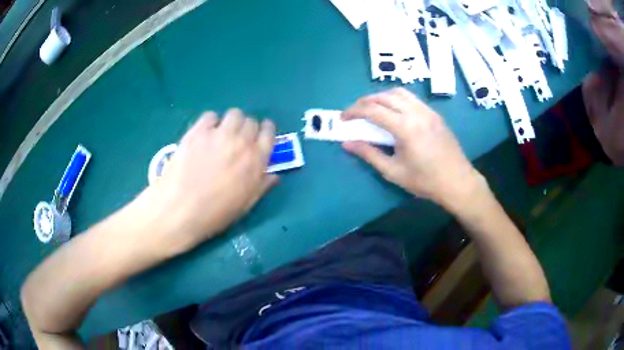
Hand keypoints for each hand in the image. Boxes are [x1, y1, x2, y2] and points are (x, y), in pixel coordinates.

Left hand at [139, 109, 277, 252]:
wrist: (180, 209)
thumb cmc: (215, 213)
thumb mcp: (245, 205)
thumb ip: (262, 186)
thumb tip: (274, 175)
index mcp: (256, 161)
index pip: (269, 133)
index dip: (266, 130)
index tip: (261, 133)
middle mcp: (241, 142)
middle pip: (251, 121)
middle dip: (248, 128)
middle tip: (238, 139)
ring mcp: (219, 134)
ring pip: (234, 114)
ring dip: (232, 121)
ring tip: (222, 133)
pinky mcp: (198, 131)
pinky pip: (210, 115)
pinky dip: (211, 122)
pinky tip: (205, 134)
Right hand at [342, 88, 485, 212]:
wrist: (457, 181)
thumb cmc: (425, 181)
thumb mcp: (393, 171)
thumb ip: (369, 154)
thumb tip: (347, 143)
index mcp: (405, 127)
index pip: (372, 110)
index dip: (353, 111)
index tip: (343, 118)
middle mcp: (416, 113)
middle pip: (384, 96)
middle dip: (365, 101)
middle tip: (354, 112)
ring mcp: (427, 111)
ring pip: (399, 93)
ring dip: (381, 97)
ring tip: (372, 108)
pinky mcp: (434, 114)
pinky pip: (411, 98)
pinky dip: (397, 99)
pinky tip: (394, 112)